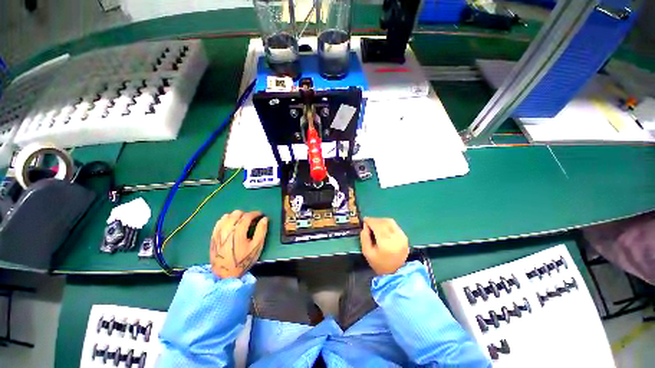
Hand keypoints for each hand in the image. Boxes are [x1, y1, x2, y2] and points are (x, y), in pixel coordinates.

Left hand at [210, 210, 267, 278]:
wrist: (225, 274)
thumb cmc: (243, 260)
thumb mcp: (256, 247)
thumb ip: (261, 231)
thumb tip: (264, 219)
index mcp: (238, 232)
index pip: (247, 216)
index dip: (255, 213)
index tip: (260, 214)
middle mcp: (226, 229)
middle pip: (237, 213)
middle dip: (246, 214)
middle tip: (252, 220)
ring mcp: (218, 232)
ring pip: (227, 216)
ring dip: (236, 216)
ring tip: (242, 223)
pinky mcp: (213, 236)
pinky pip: (219, 222)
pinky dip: (226, 220)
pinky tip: (231, 225)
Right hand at [360, 218, 408, 274]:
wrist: (395, 273)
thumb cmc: (379, 264)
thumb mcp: (367, 252)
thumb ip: (364, 238)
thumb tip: (365, 226)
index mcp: (386, 243)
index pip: (377, 226)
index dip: (370, 221)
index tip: (364, 220)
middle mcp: (395, 238)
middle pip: (384, 222)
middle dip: (375, 220)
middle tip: (368, 222)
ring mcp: (402, 237)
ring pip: (390, 222)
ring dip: (381, 220)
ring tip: (375, 224)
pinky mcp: (405, 237)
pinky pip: (395, 226)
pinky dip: (387, 224)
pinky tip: (382, 227)